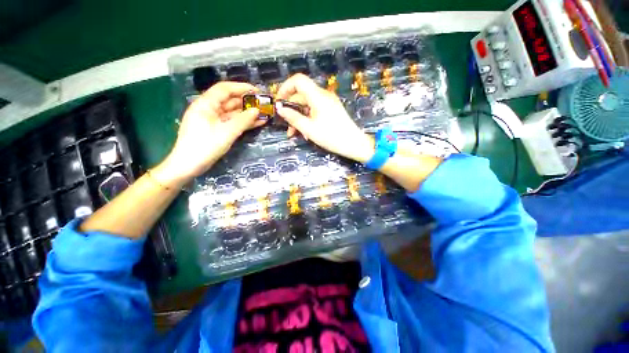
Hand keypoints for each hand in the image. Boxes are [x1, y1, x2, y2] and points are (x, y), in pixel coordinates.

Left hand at [160, 82, 263, 183]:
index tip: (257, 91)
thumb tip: (257, 111)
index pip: (225, 89)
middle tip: (264, 104)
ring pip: (233, 113)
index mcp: (206, 104)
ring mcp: (213, 120)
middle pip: (230, 100)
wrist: (188, 166)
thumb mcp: (226, 132)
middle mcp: (209, 109)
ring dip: (247, 113)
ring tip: (264, 114)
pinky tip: (257, 123)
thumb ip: (243, 121)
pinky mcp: (217, 129)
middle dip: (247, 102)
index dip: (242, 88)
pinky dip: (244, 122)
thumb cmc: (205, 146)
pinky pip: (232, 122)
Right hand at [275, 74, 373, 162]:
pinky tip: (306, 133)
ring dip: (299, 118)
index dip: (285, 88)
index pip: (298, 80)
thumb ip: (293, 118)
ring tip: (294, 134)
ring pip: (307, 106)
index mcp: (318, 96)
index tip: (278, 102)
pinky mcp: (331, 111)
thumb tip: (279, 109)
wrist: (354, 144)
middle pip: (301, 96)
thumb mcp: (309, 129)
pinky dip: (308, 119)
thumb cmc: (331, 137)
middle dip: (291, 110)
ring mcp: (328, 103)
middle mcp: (323, 96)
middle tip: (286, 126)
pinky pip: (315, 111)